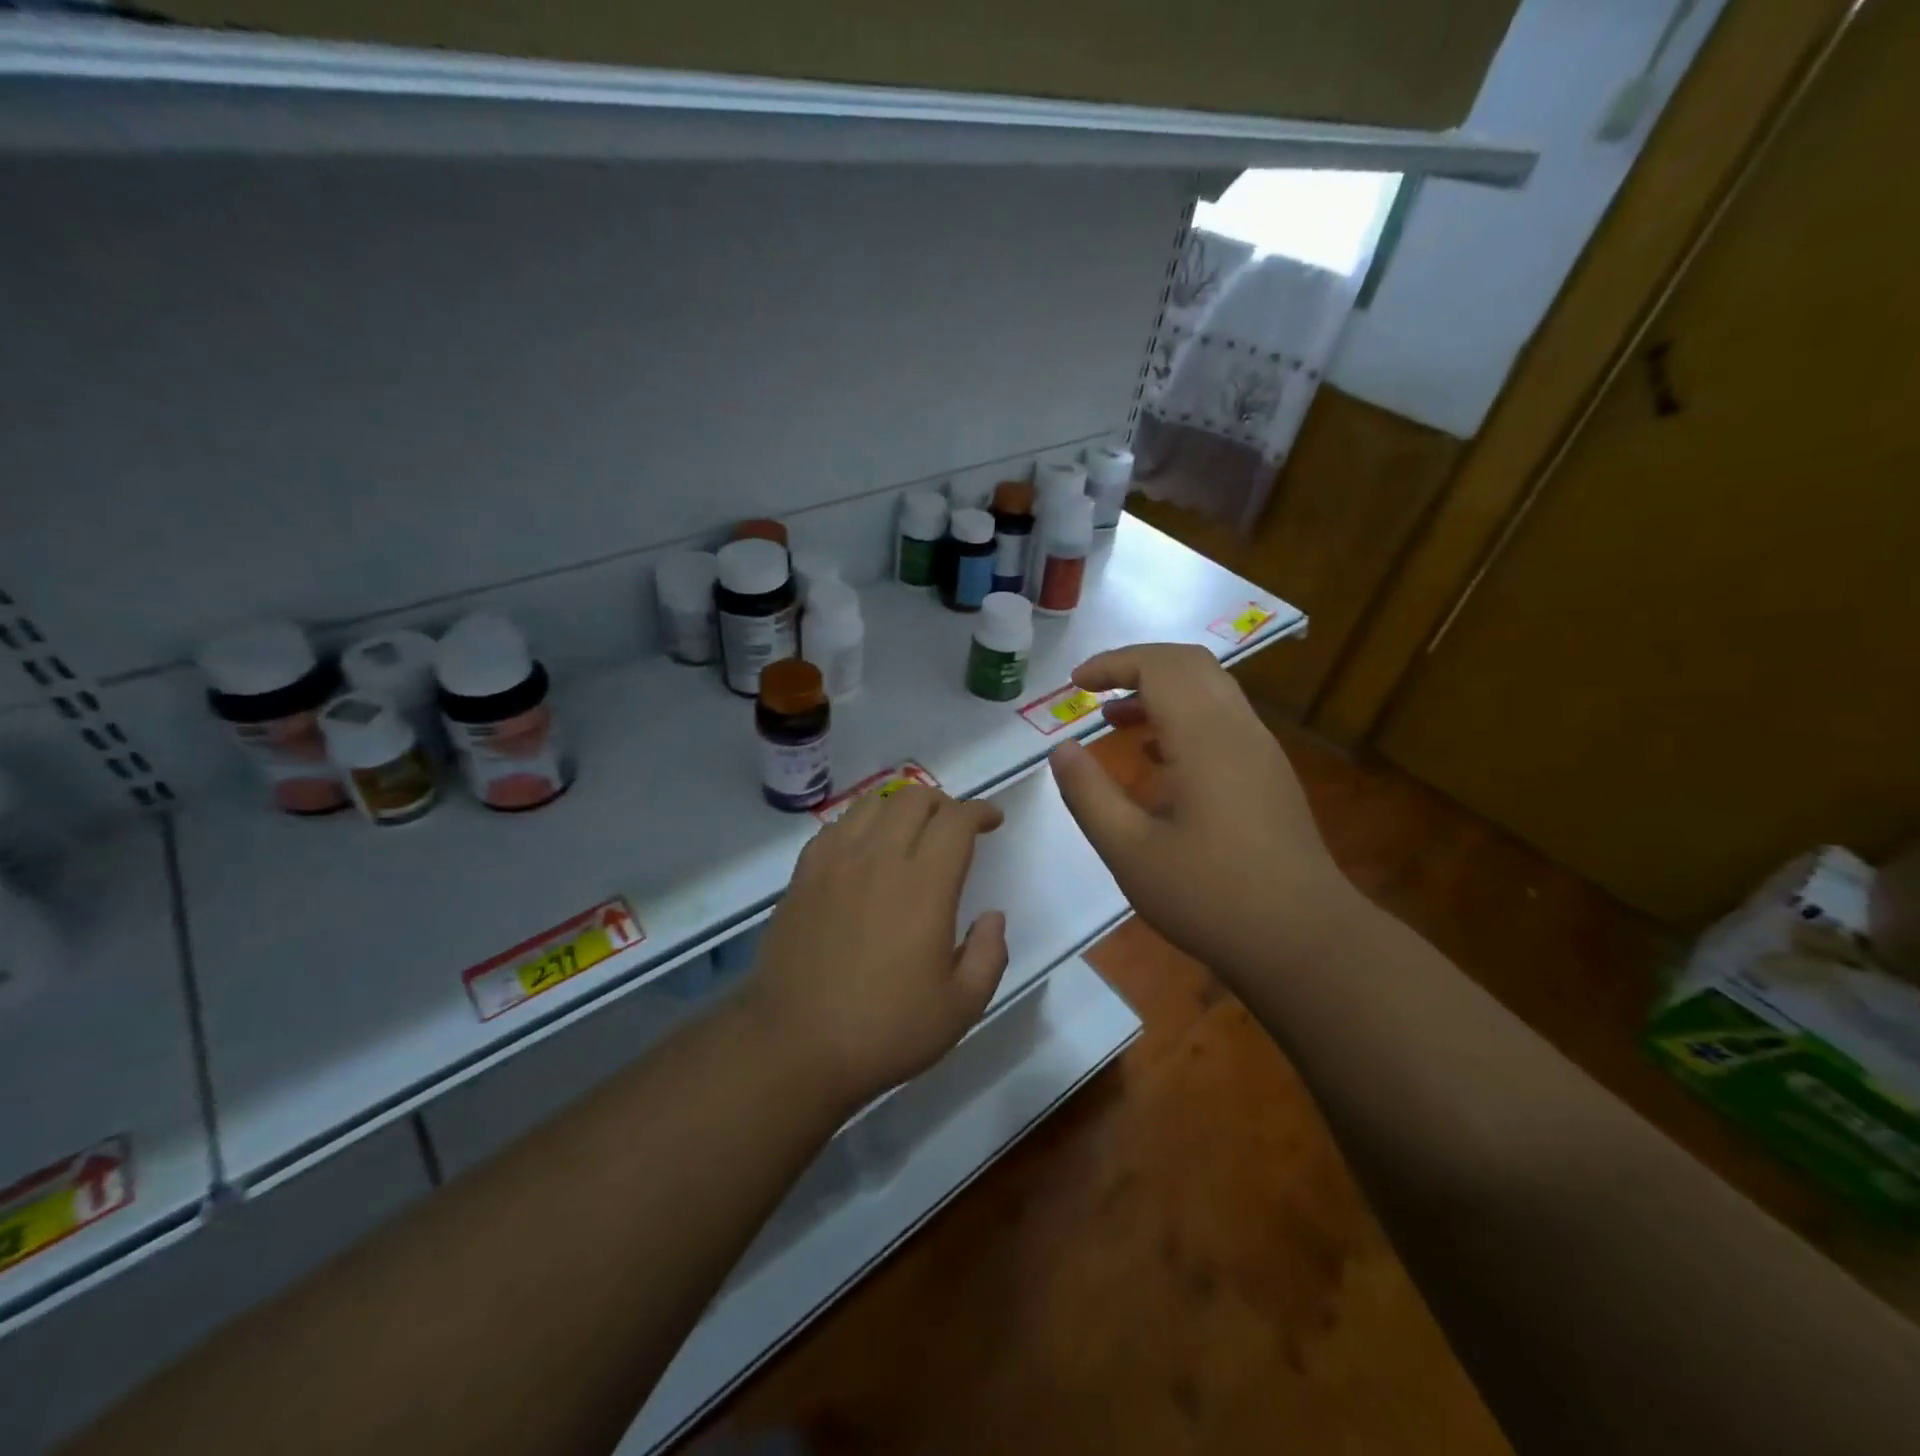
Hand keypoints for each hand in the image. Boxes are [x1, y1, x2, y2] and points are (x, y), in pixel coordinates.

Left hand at [747, 785, 1007, 1107]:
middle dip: (943, 802)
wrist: (794, 1045)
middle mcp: (879, 858)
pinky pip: (836, 827)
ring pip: (872, 804)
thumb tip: (992, 916)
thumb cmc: (886, 1030)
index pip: (956, 820)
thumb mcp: (961, 1007)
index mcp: (924, 884)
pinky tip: (863, 848)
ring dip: (901, 806)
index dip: (980, 811)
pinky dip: (860, 823)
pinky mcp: (803, 876)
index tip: (992, 820)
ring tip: (911, 828)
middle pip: (914, 798)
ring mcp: (835, 863)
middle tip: (954, 827)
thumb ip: (989, 954)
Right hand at [1047, 643, 1358, 978]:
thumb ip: (1089, 794)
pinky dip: (1183, 718)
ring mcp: (1261, 752)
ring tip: (1115, 721)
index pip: (1159, 666)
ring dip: (1161, 692)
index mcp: (1205, 738)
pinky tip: (1157, 759)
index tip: (1075, 683)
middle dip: (1137, 666)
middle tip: (1093, 691)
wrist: (1304, 941)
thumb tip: (1061, 749)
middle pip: (1190, 664)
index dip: (1113, 663)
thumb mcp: (1130, 851)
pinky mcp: (1270, 776)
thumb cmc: (1209, 896)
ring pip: (1210, 690)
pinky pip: (1223, 721)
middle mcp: (1239, 730)